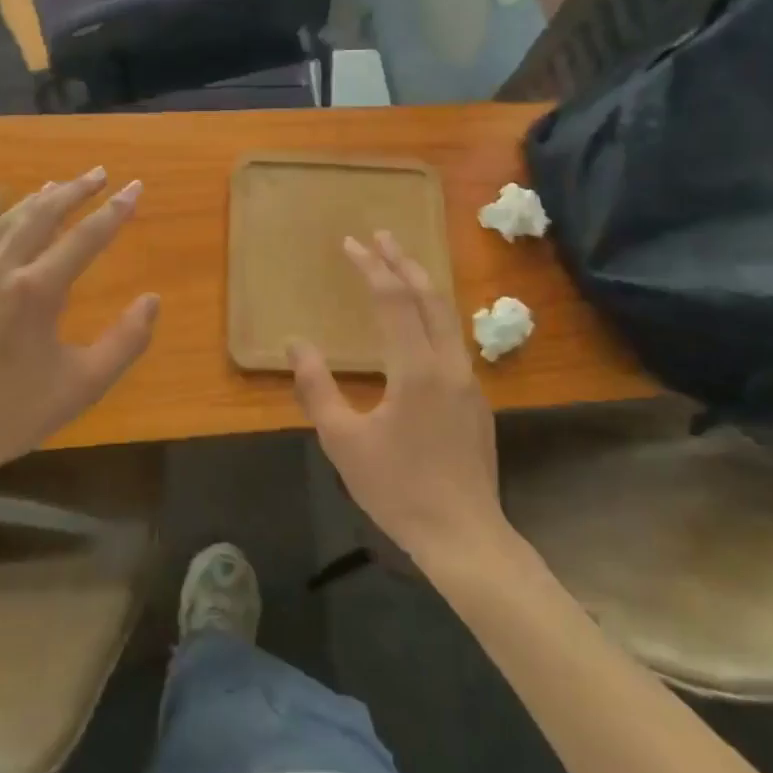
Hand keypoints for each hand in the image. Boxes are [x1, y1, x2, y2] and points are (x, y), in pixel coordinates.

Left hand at [0, 169, 159, 490]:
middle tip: (101, 174)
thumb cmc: (15, 413)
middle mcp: (3, 272)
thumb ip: (125, 341)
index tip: (135, 187)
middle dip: (76, 190)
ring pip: (10, 221)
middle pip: (43, 215)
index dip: (114, 211)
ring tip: (61, 186)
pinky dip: (10, 220)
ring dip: (41, 199)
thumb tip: (152, 301)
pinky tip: (16, 221)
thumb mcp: (84, 384)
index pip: (85, 238)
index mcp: (37, 291)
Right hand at [290, 231, 504, 564]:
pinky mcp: (475, 400)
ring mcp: (468, 381)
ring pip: (447, 316)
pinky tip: (419, 324)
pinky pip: (452, 339)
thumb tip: (296, 343)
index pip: (393, 300)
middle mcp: (449, 363)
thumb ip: (317, 388)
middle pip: (429, 296)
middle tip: (381, 236)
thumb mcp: (343, 441)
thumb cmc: (398, 489)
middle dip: (403, 261)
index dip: (371, 267)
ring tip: (400, 266)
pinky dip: (432, 314)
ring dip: (422, 285)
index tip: (351, 243)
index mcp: (416, 368)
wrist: (464, 536)